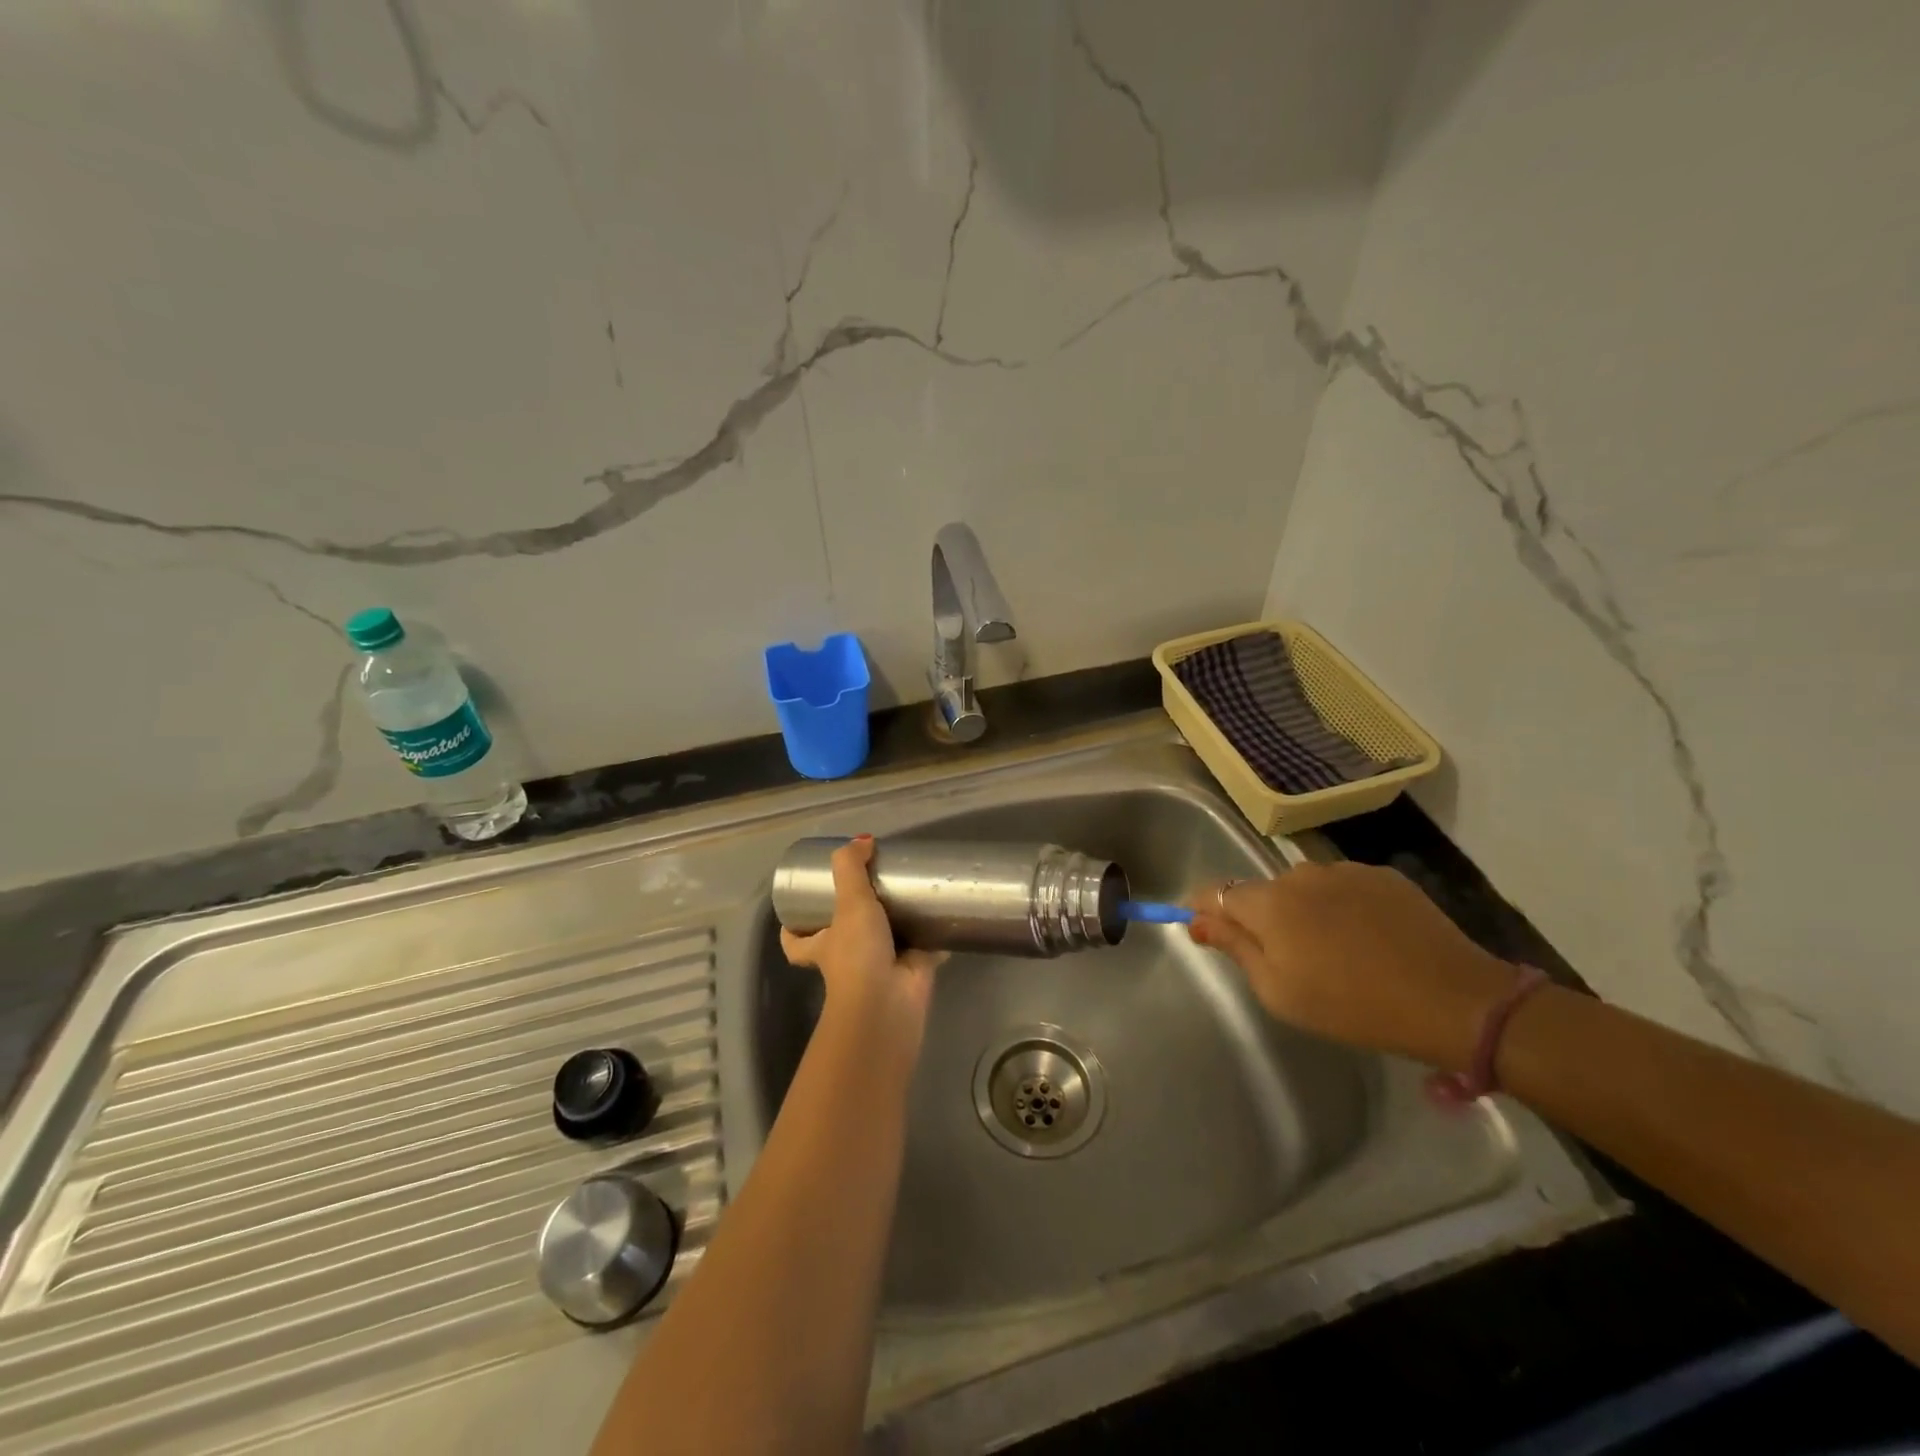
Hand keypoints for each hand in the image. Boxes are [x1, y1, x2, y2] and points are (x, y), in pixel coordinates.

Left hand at [780, 835, 941, 1049]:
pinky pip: (923, 948)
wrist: (890, 1002)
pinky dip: (932, 936)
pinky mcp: (913, 969)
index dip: (793, 929)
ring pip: (886, 940)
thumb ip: (850, 868)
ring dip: (897, 922)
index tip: (800, 907)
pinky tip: (944, 914)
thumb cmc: (857, 955)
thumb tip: (862, 841)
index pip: (797, 942)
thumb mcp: (849, 903)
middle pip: (845, 936)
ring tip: (910, 892)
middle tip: (873, 886)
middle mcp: (849, 958)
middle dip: (857, 917)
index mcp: (824, 947)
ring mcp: (881, 965)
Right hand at [1188, 862, 1522, 1073]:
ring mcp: (1344, 870)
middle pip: (1262, 891)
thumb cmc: (1352, 1006)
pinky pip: (1342, 887)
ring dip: (1303, 911)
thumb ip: (1233, 947)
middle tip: (1287, 960)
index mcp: (1268, 902)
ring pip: (1303, 888)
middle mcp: (1299, 874)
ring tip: (1333, 951)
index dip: (1206, 911)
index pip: (1215, 893)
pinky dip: (1341, 907)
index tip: (1209, 934)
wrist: (1452, 999)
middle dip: (1261, 918)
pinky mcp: (1382, 875)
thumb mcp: (1278, 991)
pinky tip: (1366, 939)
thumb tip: (1196, 919)